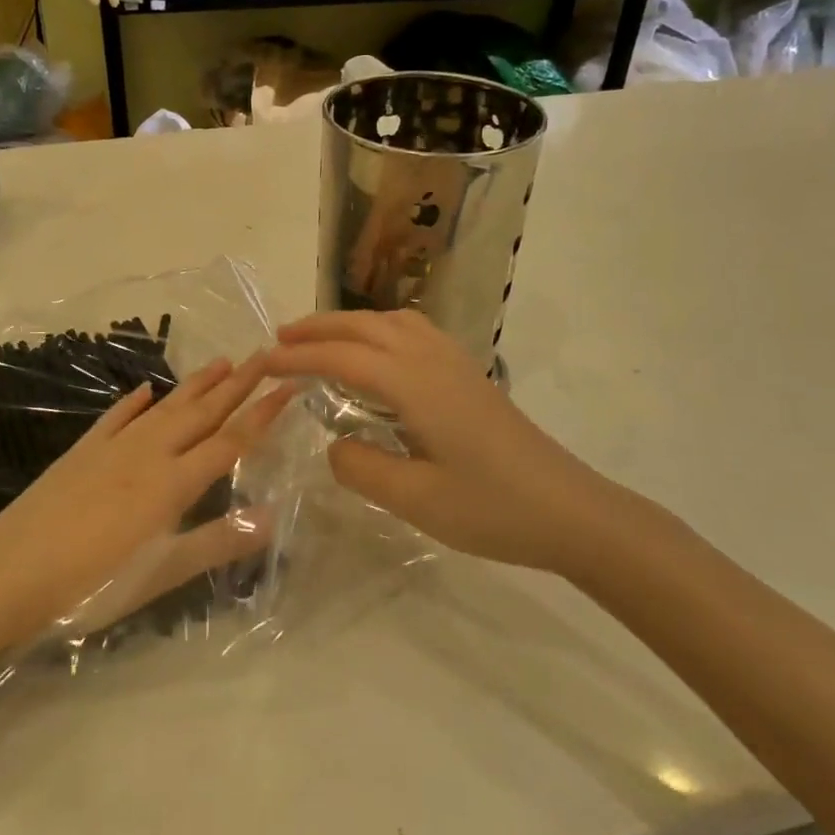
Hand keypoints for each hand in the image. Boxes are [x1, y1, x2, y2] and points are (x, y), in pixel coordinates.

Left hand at [0, 356, 295, 646]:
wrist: (8, 573)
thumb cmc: (91, 584)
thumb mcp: (160, 574)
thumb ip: (216, 542)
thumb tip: (271, 516)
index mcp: (173, 483)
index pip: (230, 440)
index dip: (262, 413)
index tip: (289, 384)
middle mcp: (149, 454)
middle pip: (201, 413)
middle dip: (237, 384)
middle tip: (264, 355)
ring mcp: (113, 448)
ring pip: (164, 407)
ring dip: (195, 384)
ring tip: (221, 361)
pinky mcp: (82, 451)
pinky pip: (116, 417)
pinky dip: (134, 401)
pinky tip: (145, 389)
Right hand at [268, 311, 628, 571]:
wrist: (572, 511)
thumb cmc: (493, 509)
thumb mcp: (417, 500)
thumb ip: (362, 468)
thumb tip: (334, 445)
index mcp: (415, 384)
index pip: (343, 358)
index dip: (298, 357)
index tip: (261, 364)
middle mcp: (433, 361)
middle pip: (366, 327)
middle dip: (319, 328)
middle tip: (280, 339)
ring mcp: (457, 364)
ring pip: (394, 322)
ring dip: (351, 323)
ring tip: (322, 339)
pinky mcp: (471, 376)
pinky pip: (416, 332)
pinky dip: (382, 329)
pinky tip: (379, 354)